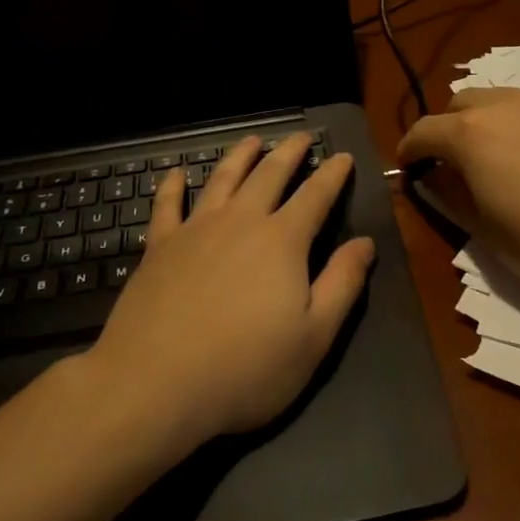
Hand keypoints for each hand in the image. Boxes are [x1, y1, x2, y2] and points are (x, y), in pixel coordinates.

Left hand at [84, 134, 375, 445]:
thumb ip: (343, 284)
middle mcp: (240, 222)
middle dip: (289, 152)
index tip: (343, 156)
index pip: (315, 195)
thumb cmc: (245, 367)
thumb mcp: (314, 337)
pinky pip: (167, 205)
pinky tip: (176, 174)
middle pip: (269, 174)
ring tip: (252, 140)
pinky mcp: (159, 247)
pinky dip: (173, 186)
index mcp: (282, 241)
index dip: (332, 174)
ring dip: (240, 156)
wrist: (154, 384)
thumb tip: (365, 243)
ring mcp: (195, 230)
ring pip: (222, 179)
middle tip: (301, 136)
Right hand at [396, 87, 519, 299]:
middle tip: (449, 162)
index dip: (409, 149)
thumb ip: (449, 194)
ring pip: (494, 99)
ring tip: (489, 155)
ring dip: (479, 120)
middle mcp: (501, 106)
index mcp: (470, 134)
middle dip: (444, 129)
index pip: (424, 131)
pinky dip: (512, 122)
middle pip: (457, 105)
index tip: (408, 167)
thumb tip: (434, 176)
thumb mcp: (482, 227)